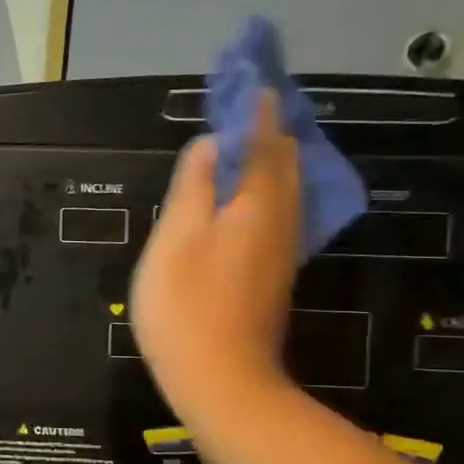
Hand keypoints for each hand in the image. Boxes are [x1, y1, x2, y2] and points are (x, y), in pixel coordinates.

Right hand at [130, 91, 300, 417]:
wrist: (222, 381)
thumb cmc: (187, 307)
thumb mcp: (176, 239)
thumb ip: (194, 187)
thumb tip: (211, 144)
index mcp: (256, 205)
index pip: (262, 142)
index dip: (256, 112)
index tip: (254, 83)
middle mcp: (280, 222)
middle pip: (284, 165)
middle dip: (272, 133)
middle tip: (255, 108)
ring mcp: (281, 253)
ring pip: (287, 192)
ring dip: (273, 162)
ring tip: (254, 143)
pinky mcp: (273, 277)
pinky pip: (279, 216)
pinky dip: (269, 192)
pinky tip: (253, 198)